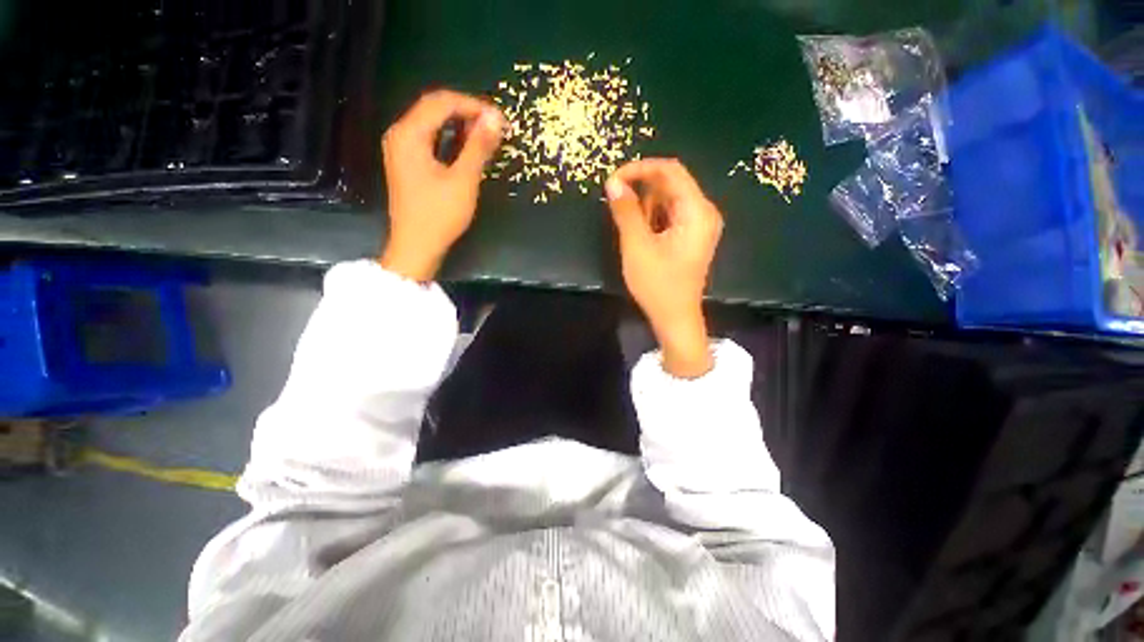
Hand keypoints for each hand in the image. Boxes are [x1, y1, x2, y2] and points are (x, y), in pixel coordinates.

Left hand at [380, 90, 505, 281]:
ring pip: (432, 124)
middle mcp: (400, 135)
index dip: (473, 105)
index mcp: (409, 134)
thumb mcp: (463, 180)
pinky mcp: (407, 164)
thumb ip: (478, 147)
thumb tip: (495, 119)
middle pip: (434, 109)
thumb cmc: (439, 215)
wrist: (416, 246)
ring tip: (485, 136)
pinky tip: (467, 148)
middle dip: (466, 113)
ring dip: (460, 126)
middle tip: (495, 127)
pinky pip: (430, 140)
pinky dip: (450, 140)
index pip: (441, 102)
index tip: (499, 118)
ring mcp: (401, 150)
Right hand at [607, 159, 722, 377]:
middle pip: (671, 183)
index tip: (614, 179)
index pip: (670, 171)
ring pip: (669, 199)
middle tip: (618, 207)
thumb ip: (626, 211)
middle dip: (642, 190)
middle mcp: (704, 212)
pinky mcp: (692, 236)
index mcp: (697, 211)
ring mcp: (700, 225)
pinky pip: (672, 214)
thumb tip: (613, 182)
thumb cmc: (657, 285)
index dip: (640, 169)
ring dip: (646, 207)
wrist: (675, 318)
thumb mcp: (637, 246)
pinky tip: (643, 237)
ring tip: (633, 232)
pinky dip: (654, 218)